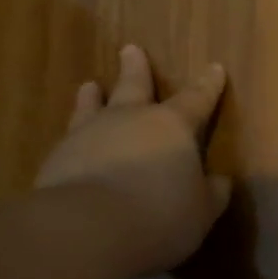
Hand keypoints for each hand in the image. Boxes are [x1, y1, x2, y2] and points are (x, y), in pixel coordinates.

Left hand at [35, 45, 231, 276]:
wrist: (87, 229)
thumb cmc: (160, 216)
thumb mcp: (202, 211)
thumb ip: (212, 193)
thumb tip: (219, 181)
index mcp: (172, 127)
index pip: (196, 100)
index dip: (207, 86)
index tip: (214, 67)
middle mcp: (130, 120)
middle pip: (134, 86)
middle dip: (136, 68)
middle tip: (130, 49)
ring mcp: (89, 135)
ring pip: (92, 107)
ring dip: (92, 96)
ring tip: (89, 85)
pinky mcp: (57, 158)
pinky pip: (69, 139)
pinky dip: (74, 137)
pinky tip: (70, 144)